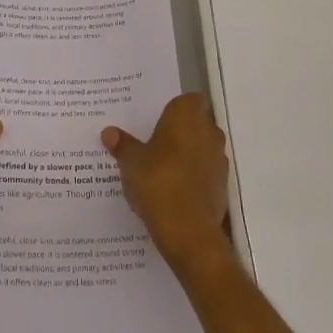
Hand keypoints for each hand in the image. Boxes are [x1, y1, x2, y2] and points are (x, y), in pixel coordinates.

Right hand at [103, 92, 231, 272]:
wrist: (189, 232)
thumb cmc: (158, 183)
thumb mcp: (131, 163)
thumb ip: (123, 145)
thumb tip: (109, 132)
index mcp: (187, 115)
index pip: (189, 99)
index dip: (176, 108)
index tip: (158, 120)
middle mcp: (208, 131)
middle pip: (196, 122)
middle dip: (180, 131)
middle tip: (154, 142)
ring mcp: (219, 159)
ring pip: (202, 147)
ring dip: (188, 154)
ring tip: (162, 168)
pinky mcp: (222, 185)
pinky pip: (206, 171)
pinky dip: (194, 176)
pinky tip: (174, 189)